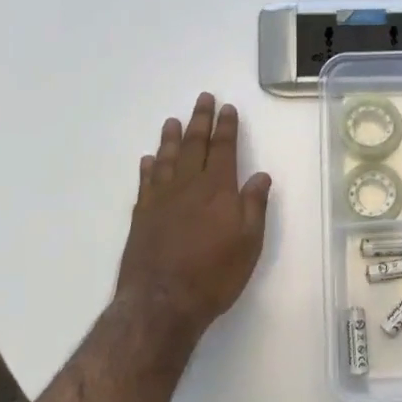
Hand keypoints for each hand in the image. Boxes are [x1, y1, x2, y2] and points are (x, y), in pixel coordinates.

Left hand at [116, 93, 272, 338]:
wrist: (162, 302)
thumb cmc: (214, 275)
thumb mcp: (249, 244)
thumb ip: (254, 206)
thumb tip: (260, 175)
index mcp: (218, 190)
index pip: (224, 150)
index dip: (226, 127)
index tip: (227, 108)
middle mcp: (187, 186)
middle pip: (194, 145)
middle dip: (200, 121)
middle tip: (203, 99)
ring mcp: (160, 199)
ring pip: (167, 158)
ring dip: (172, 138)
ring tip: (173, 121)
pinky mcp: (141, 215)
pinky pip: (146, 182)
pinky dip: (149, 167)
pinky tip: (149, 159)